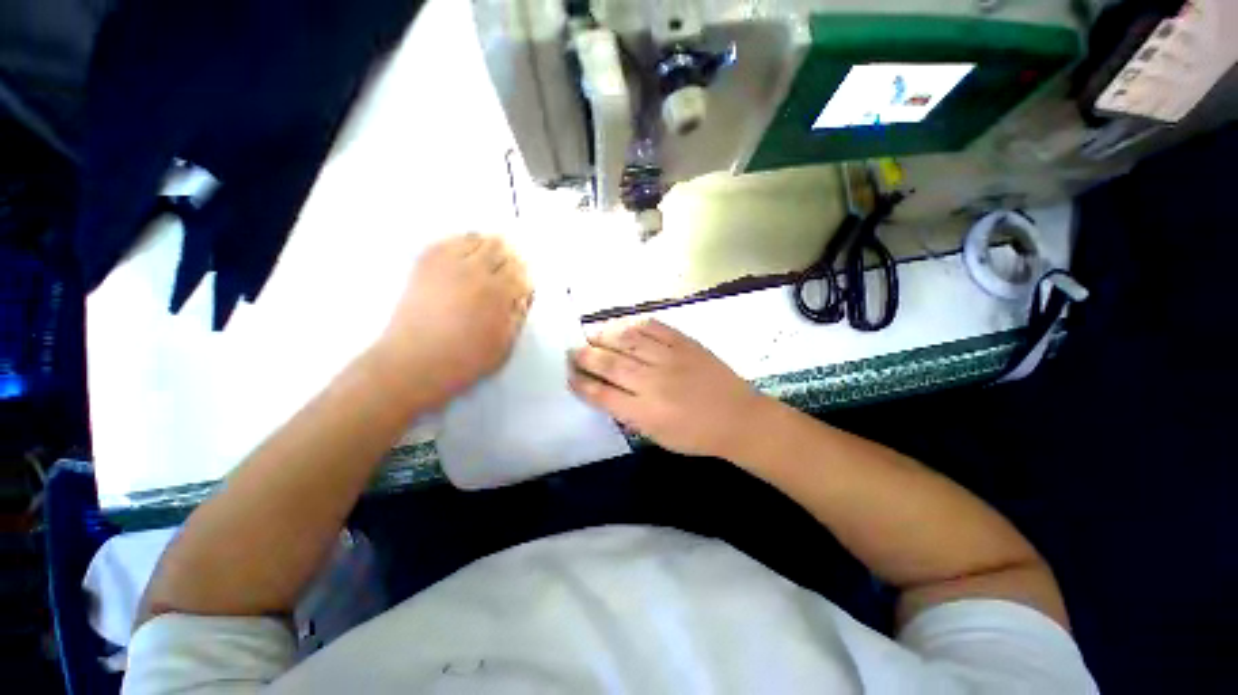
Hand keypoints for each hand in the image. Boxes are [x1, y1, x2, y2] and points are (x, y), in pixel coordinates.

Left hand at [377, 233, 531, 407]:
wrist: (414, 362)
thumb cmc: (466, 359)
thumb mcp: (505, 344)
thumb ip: (519, 315)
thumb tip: (523, 294)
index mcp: (497, 292)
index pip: (519, 271)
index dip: (525, 275)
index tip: (525, 282)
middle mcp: (474, 271)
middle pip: (500, 248)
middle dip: (510, 257)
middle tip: (510, 268)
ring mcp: (447, 264)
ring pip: (475, 239)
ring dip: (488, 246)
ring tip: (490, 258)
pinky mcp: (425, 264)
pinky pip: (449, 241)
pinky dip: (463, 242)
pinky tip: (466, 253)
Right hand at [569, 319, 766, 458]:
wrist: (739, 418)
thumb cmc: (697, 435)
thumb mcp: (657, 436)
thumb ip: (629, 414)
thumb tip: (606, 393)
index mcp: (645, 412)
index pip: (602, 395)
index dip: (582, 384)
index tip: (570, 376)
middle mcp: (653, 382)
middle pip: (610, 364)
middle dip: (585, 356)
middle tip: (572, 351)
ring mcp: (670, 358)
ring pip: (628, 340)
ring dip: (604, 335)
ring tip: (591, 334)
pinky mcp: (684, 343)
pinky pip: (653, 327)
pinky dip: (633, 324)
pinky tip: (622, 326)